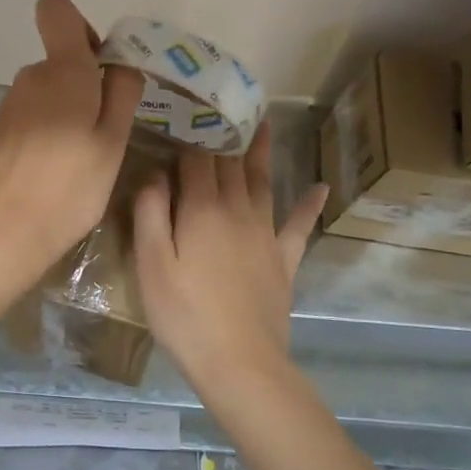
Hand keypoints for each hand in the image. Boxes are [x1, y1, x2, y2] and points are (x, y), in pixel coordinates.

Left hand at [0, 0, 143, 285]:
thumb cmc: (70, 187)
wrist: (3, 232)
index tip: (99, 67)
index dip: (81, 28)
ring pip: (47, 92)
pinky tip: (53, 171)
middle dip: (84, 84)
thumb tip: (119, 64)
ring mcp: (9, 106)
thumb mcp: (112, 142)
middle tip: (102, 132)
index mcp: (62, 71)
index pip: (56, 11)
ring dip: (66, 112)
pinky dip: (46, 132)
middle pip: (60, 60)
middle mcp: (30, 78)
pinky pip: (31, 116)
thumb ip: (121, 94)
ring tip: (79, 159)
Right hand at [133, 122, 325, 392]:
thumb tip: (155, 173)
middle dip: (220, 136)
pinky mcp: (283, 259)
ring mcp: (265, 234)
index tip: (180, 116)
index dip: (186, 138)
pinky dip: (308, 204)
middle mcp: (237, 210)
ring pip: (262, 181)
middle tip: (218, 107)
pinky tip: (320, 187)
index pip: (194, 161)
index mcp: (201, 209)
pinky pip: (298, 225)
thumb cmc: (184, 315)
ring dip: (259, 151)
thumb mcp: (150, 265)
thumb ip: (150, 213)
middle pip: (228, 164)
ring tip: (261, 122)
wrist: (239, 362)